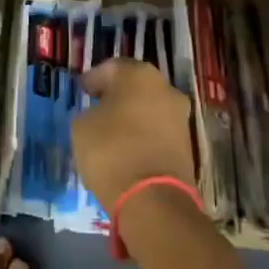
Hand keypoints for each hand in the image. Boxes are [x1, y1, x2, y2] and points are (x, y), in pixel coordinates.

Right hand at [72, 59, 196, 212]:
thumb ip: (88, 113)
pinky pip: (158, 132)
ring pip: (150, 109)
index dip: (93, 79)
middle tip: (97, 109)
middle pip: (135, 86)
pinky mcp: (187, 145)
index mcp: (139, 74)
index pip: (111, 68)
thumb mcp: (81, 127)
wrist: (153, 200)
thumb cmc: (111, 151)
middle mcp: (165, 88)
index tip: (82, 91)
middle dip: (116, 96)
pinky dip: (144, 136)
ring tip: (111, 133)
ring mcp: (180, 117)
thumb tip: (98, 115)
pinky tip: (128, 150)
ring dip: (132, 117)